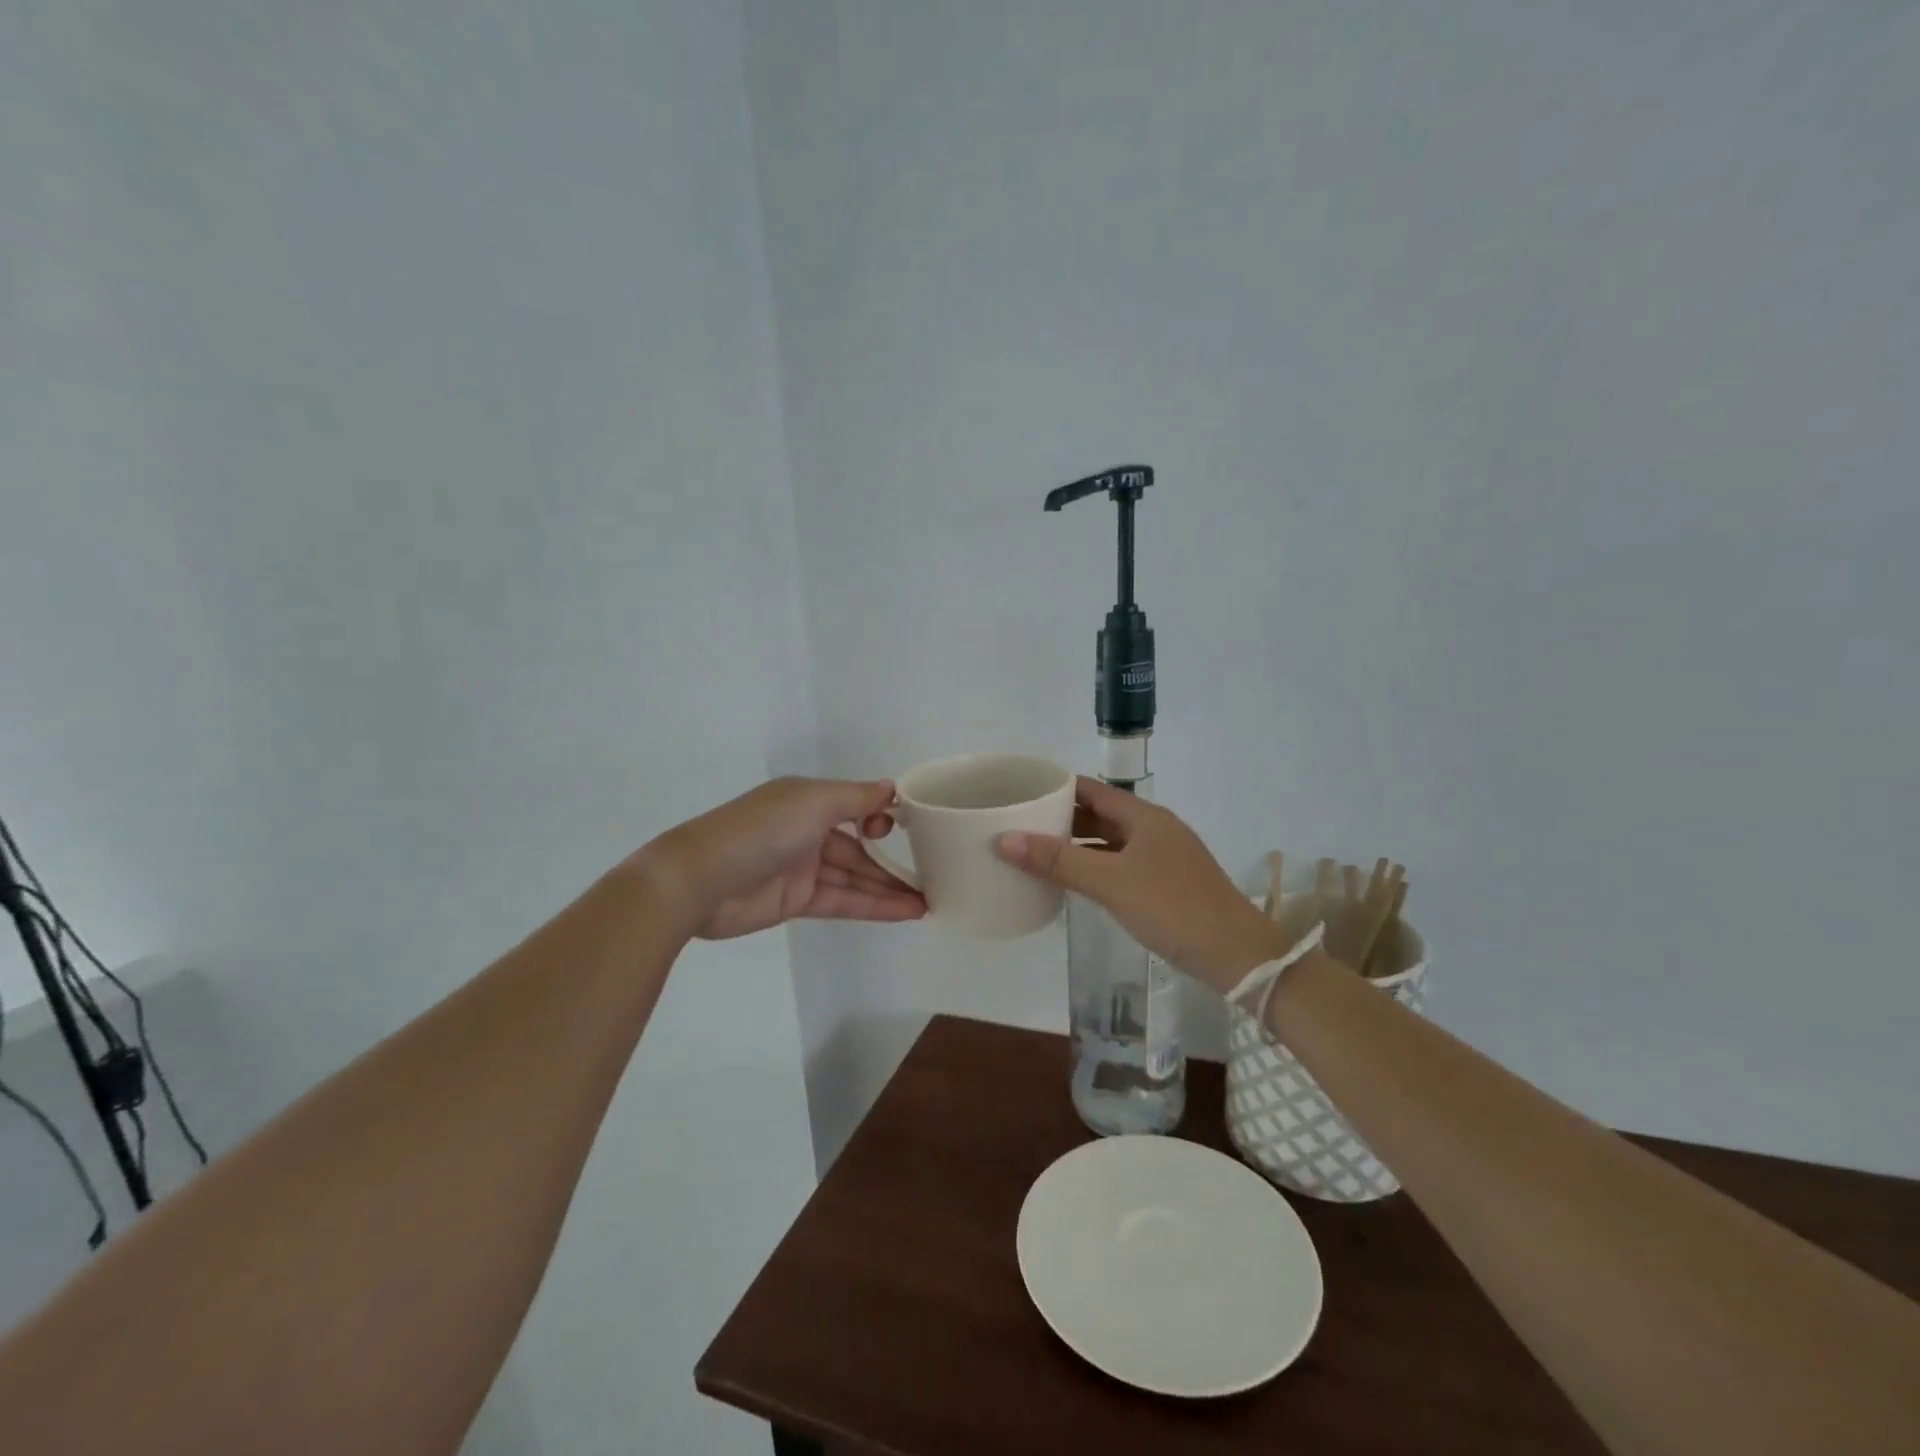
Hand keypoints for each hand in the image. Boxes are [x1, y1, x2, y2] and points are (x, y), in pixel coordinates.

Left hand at [645, 778, 926, 940]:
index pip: (855, 805)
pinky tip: (904, 911)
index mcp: (808, 800)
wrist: (699, 881)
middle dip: (893, 862)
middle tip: (934, 875)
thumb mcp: (813, 802)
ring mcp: (802, 868)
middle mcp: (807, 830)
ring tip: (928, 901)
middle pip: (859, 847)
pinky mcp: (796, 901)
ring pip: (855, 877)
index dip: (882, 817)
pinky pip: (842, 900)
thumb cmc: (761, 830)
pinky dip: (872, 906)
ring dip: (889, 889)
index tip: (911, 830)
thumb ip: (856, 797)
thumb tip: (892, 788)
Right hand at [994, 777, 1289, 993]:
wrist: (1237, 955)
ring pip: (1111, 840)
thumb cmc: (1172, 908)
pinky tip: (1074, 879)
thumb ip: (1058, 860)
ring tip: (1037, 850)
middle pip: (1101, 813)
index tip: (1022, 792)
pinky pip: (1121, 863)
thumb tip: (1004, 839)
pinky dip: (1095, 864)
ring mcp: (1164, 857)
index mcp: (1145, 816)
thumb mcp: (1110, 882)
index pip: (1092, 789)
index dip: (1057, 788)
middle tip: (1020, 823)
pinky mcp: (1167, 883)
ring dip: (1078, 843)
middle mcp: (1155, 829)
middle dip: (1063, 817)